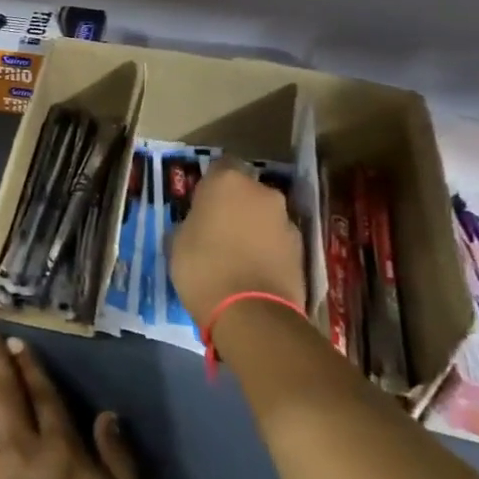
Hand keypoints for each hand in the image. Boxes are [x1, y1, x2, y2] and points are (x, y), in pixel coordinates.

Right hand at [169, 159, 306, 327]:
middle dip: (235, 205)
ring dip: (253, 227)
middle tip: (218, 230)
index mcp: (227, 182)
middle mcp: (262, 192)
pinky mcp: (302, 248)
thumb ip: (189, 224)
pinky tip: (253, 271)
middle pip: (247, 191)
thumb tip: (195, 226)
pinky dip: (267, 249)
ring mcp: (286, 219)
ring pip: (264, 216)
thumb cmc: (203, 268)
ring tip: (237, 255)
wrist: (251, 312)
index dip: (210, 185)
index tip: (201, 204)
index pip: (220, 166)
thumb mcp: (177, 243)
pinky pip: (277, 240)